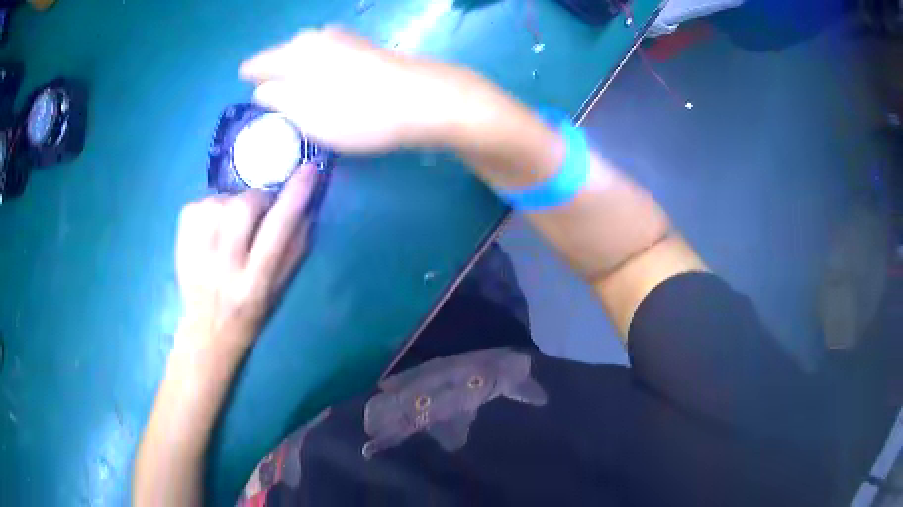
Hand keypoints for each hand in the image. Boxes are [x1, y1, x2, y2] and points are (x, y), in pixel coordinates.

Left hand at [174, 167, 316, 352]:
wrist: (208, 332)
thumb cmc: (251, 311)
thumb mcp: (281, 288)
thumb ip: (295, 247)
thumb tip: (306, 203)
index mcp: (255, 284)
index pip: (277, 231)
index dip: (295, 196)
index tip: (309, 171)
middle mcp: (224, 269)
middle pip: (242, 209)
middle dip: (258, 199)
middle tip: (261, 209)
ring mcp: (196, 255)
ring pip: (219, 202)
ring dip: (234, 202)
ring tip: (234, 222)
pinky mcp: (180, 242)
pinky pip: (198, 203)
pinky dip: (211, 205)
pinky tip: (214, 224)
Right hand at [239, 27, 494, 153]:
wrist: (425, 100)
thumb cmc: (359, 112)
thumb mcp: (307, 114)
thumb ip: (278, 99)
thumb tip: (262, 89)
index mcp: (297, 51)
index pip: (260, 62)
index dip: (250, 75)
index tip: (243, 84)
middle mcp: (318, 37)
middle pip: (284, 53)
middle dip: (273, 71)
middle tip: (266, 91)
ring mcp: (345, 39)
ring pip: (307, 52)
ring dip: (296, 69)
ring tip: (291, 88)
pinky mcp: (366, 48)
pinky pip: (328, 56)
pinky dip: (318, 68)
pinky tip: (323, 80)